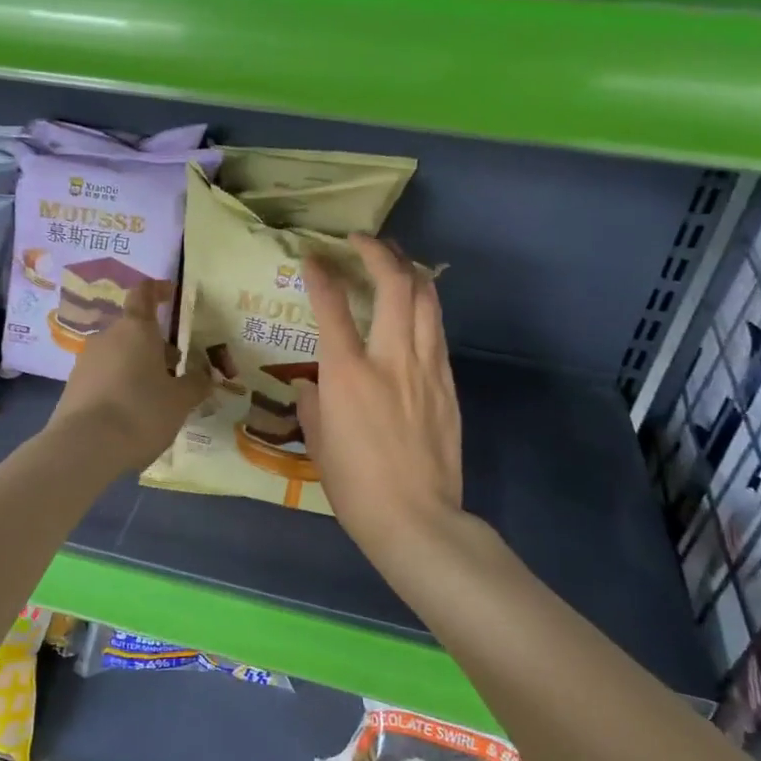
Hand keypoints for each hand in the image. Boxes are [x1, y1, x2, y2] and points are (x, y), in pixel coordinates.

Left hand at [48, 283, 209, 473]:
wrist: (84, 447)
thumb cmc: (141, 412)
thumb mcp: (180, 401)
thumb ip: (196, 384)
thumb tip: (205, 375)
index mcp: (136, 329)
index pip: (144, 293)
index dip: (159, 290)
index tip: (172, 293)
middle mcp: (108, 337)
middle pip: (134, 330)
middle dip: (156, 346)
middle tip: (177, 371)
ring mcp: (86, 361)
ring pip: (119, 354)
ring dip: (139, 367)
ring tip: (157, 398)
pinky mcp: (73, 386)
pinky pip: (104, 376)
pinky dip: (120, 385)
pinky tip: (132, 413)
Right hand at [298, 236, 463, 560]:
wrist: (417, 519)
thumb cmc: (355, 487)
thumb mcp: (318, 444)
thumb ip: (312, 405)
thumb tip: (313, 385)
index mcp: (347, 375)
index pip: (332, 306)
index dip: (320, 274)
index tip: (312, 257)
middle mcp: (390, 359)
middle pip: (394, 284)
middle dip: (377, 252)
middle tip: (361, 242)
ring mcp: (426, 368)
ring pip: (427, 299)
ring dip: (409, 270)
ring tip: (395, 261)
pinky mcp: (448, 384)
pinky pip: (437, 331)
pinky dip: (424, 307)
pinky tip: (415, 308)